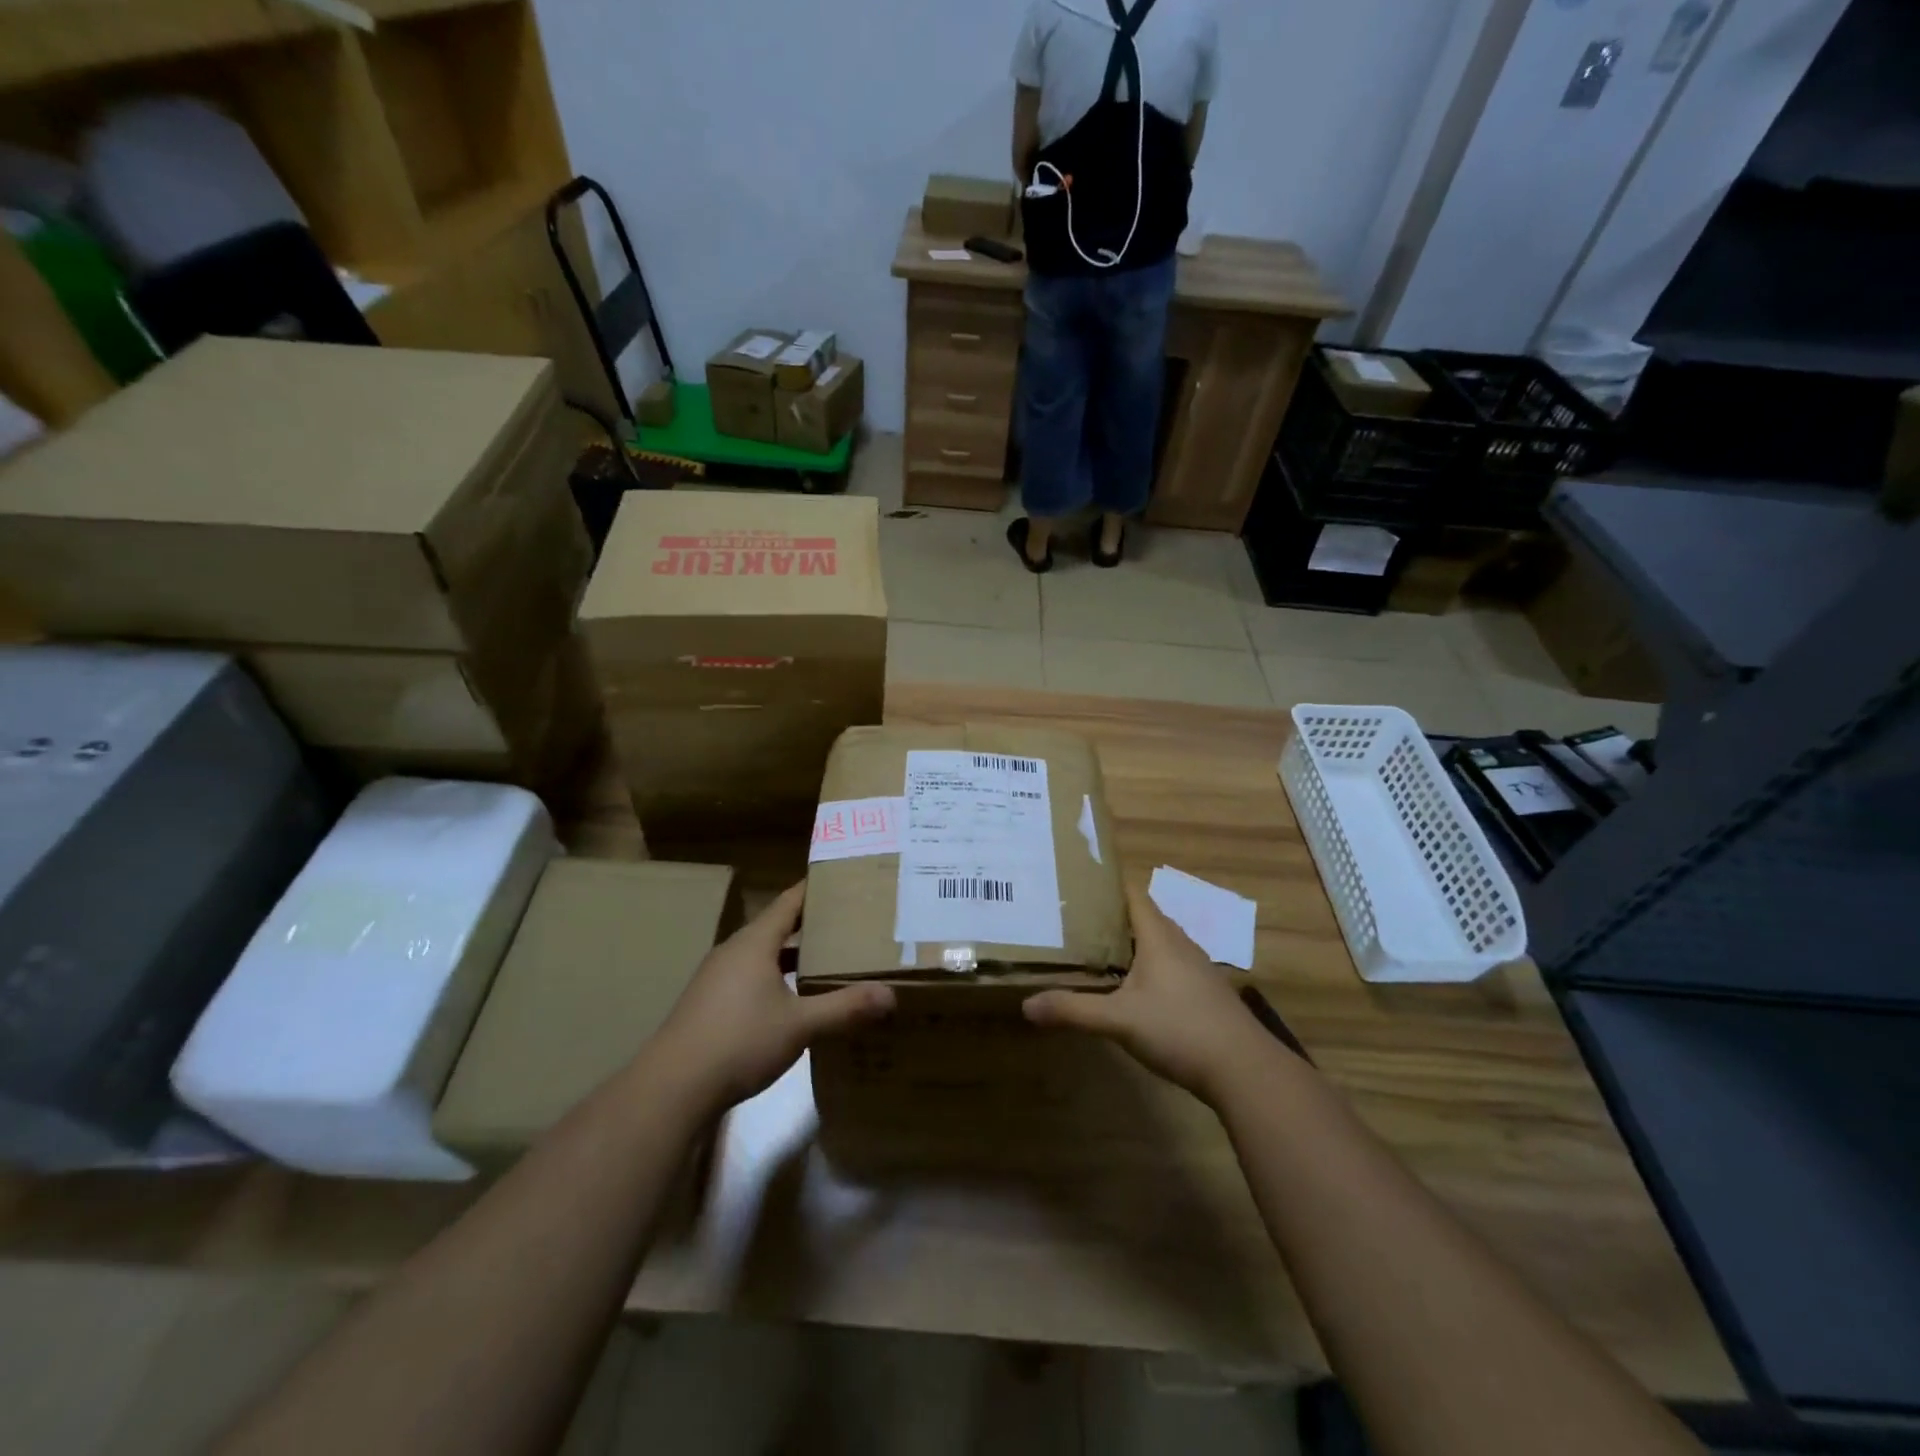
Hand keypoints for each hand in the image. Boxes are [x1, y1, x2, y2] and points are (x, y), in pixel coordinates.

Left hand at [653, 883, 895, 1113]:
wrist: (672, 1088)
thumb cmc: (739, 1041)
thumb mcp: (800, 1026)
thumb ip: (845, 1008)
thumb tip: (890, 995)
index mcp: (754, 943)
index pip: (790, 901)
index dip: (816, 889)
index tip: (845, 880)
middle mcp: (734, 951)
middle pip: (777, 926)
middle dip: (812, 924)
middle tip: (850, 923)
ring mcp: (717, 978)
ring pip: (763, 954)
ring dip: (793, 955)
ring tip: (828, 960)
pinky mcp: (709, 1004)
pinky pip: (750, 977)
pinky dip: (776, 978)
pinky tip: (793, 1001)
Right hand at [1024, 883, 1280, 1105]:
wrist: (1244, 1069)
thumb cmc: (1180, 1030)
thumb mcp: (1119, 1021)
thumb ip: (1073, 1010)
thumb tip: (1026, 1005)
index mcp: (1158, 937)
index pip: (1132, 894)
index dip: (1106, 885)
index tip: (1076, 883)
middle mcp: (1179, 943)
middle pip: (1142, 917)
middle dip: (1110, 915)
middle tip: (1074, 918)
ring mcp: (1196, 968)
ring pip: (1156, 943)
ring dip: (1129, 942)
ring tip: (1095, 948)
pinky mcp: (1204, 992)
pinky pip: (1168, 965)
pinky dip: (1145, 965)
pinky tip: (1130, 986)